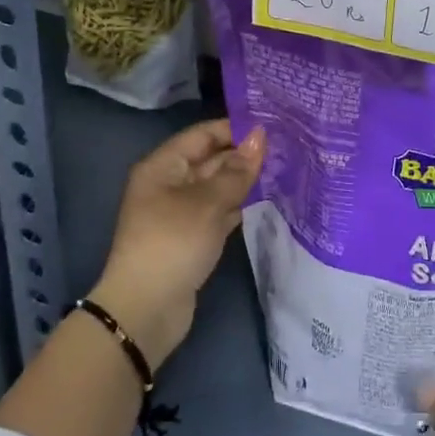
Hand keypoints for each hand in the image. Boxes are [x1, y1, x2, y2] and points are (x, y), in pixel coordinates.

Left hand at [91, 118, 263, 367]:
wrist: (147, 309)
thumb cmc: (173, 243)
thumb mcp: (208, 202)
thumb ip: (238, 170)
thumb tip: (261, 136)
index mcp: (163, 166)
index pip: (203, 134)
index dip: (235, 128)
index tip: (273, 126)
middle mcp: (170, 183)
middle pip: (211, 159)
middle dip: (244, 155)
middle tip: (287, 148)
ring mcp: (180, 212)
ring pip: (217, 186)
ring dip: (245, 180)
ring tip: (284, 168)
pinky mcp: (192, 237)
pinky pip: (219, 211)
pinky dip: (239, 205)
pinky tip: (268, 199)